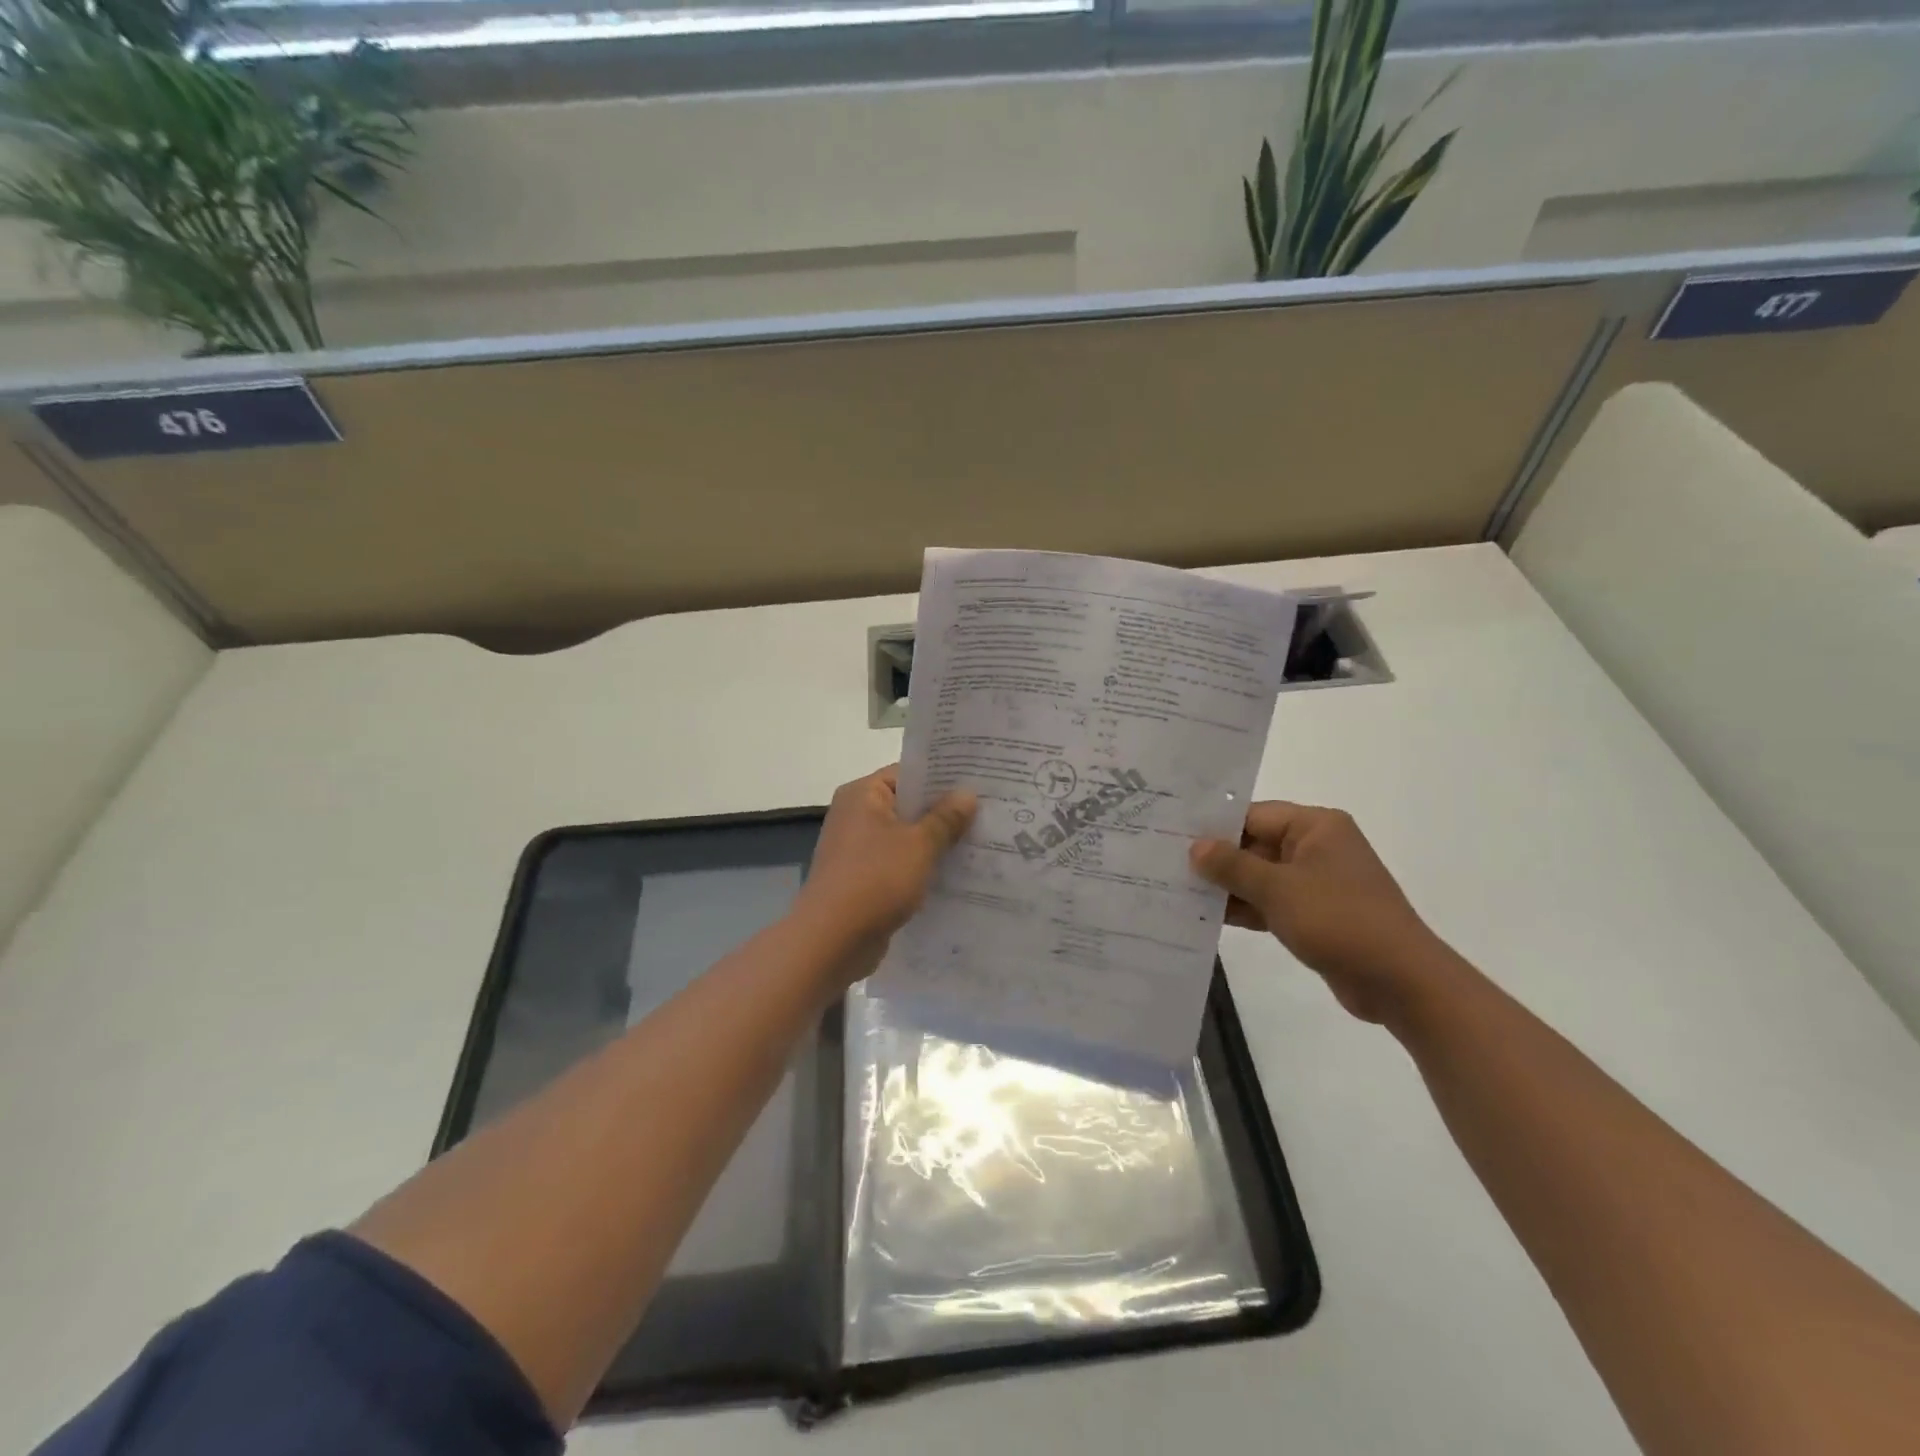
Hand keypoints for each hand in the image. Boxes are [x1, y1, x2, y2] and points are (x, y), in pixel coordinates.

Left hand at [794, 766, 976, 974]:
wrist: (832, 941)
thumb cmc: (875, 880)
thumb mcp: (919, 845)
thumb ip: (945, 818)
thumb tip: (967, 793)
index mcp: (863, 795)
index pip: (908, 774)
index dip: (943, 778)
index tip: (979, 783)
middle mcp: (856, 815)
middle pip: (907, 805)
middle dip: (945, 812)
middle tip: (988, 813)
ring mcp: (857, 849)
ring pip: (906, 837)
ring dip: (936, 843)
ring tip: (980, 843)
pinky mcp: (863, 879)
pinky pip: (899, 864)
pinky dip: (922, 867)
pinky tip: (956, 874)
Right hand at [1191, 802, 1453, 1023]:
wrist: (1400, 982)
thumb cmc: (1339, 920)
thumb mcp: (1278, 889)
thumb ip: (1232, 866)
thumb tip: (1195, 846)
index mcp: (1316, 827)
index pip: (1253, 815)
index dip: (1213, 827)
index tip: (1172, 836)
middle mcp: (1316, 847)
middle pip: (1254, 844)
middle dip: (1216, 859)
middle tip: (1165, 864)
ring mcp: (1316, 882)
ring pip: (1260, 876)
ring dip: (1227, 887)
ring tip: (1177, 891)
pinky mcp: (1314, 914)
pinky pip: (1270, 902)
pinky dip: (1245, 908)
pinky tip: (1206, 917)